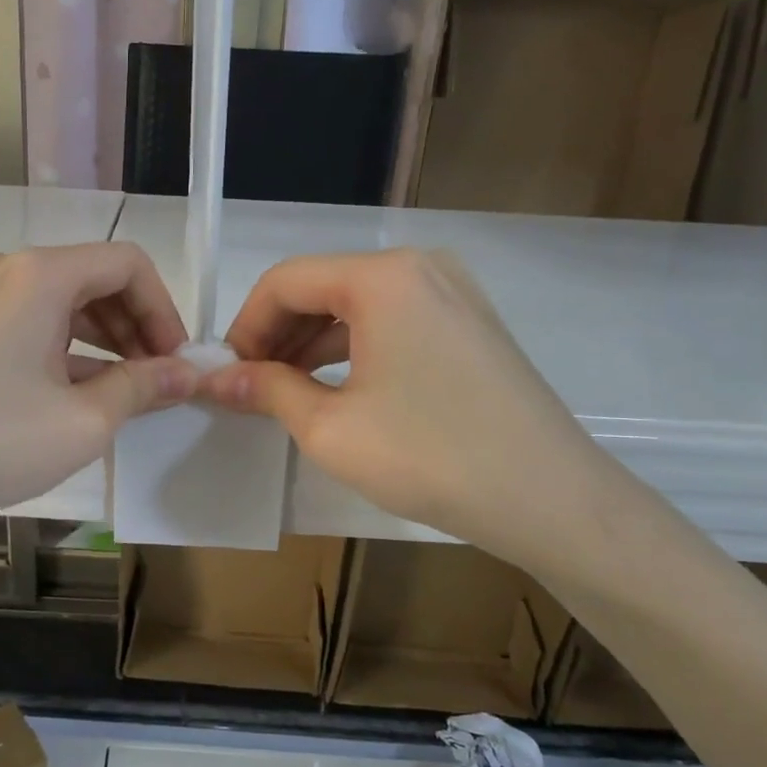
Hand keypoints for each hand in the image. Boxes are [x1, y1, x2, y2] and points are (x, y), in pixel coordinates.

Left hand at [0, 243, 196, 562]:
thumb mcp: (81, 422)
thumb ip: (142, 388)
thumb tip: (186, 373)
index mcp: (39, 274)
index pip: (127, 264)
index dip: (164, 310)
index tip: (175, 363)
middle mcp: (2, 267)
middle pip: (91, 279)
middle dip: (133, 327)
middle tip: (153, 384)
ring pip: (54, 302)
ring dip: (97, 341)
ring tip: (115, 396)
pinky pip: (19, 321)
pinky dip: (55, 348)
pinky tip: (63, 396)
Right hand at [202, 248, 633, 584]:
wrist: (550, 499)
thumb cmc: (430, 457)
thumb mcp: (330, 428)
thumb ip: (267, 390)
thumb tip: (216, 379)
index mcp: (382, 278)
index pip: (285, 281)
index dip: (245, 326)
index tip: (226, 373)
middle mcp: (419, 267)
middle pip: (322, 287)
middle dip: (277, 335)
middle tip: (250, 387)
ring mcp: (452, 292)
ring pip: (357, 305)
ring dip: (312, 344)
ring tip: (284, 393)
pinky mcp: (469, 323)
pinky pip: (392, 321)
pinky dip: (354, 349)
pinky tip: (335, 389)